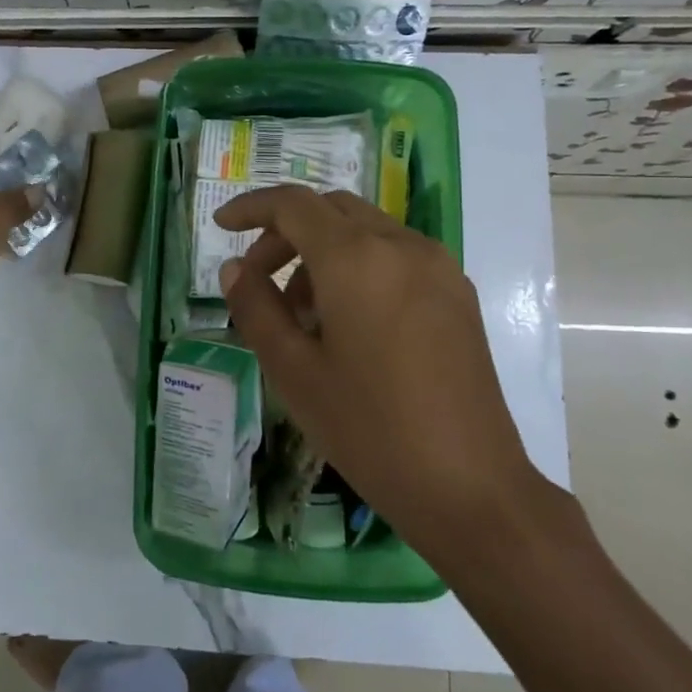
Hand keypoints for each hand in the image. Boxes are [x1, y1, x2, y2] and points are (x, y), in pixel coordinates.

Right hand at [214, 186, 546, 564]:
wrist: (469, 487)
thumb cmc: (368, 428)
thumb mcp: (293, 370)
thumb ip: (256, 308)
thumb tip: (235, 271)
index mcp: (356, 259)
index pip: (293, 204)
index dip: (251, 208)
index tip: (221, 226)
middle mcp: (402, 246)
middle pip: (330, 210)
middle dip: (285, 232)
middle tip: (258, 278)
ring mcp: (437, 268)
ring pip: (365, 230)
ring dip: (322, 250)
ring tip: (301, 312)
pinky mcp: (457, 295)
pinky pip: (395, 255)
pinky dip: (358, 265)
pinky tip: (347, 320)